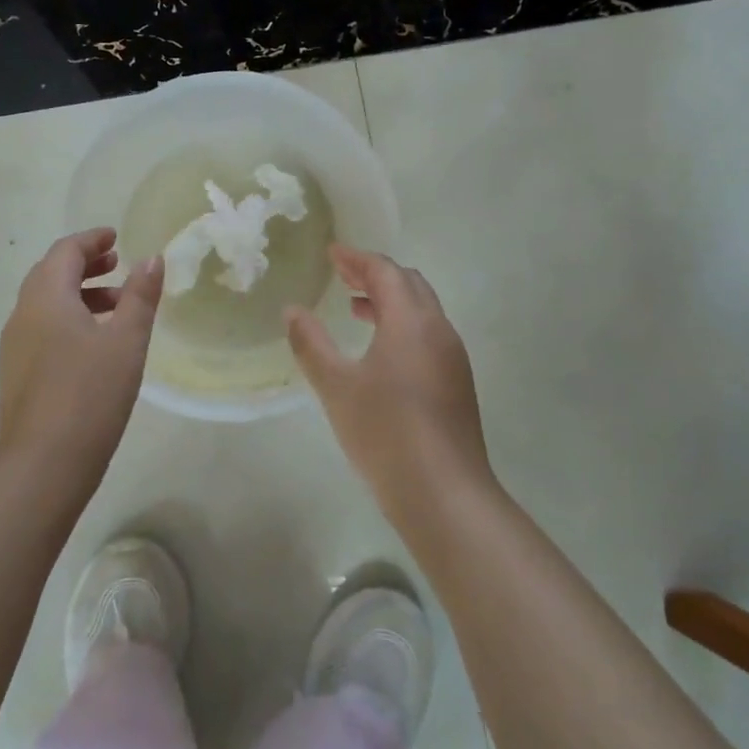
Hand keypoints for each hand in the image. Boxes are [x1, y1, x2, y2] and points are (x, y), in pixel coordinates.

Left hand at [0, 228, 163, 488]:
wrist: (42, 466)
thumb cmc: (89, 394)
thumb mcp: (127, 341)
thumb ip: (141, 295)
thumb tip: (152, 258)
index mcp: (45, 297)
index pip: (65, 251)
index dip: (92, 240)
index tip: (116, 237)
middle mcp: (23, 314)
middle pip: (51, 273)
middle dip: (85, 264)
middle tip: (118, 264)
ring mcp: (15, 347)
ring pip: (46, 303)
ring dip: (79, 293)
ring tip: (117, 305)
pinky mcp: (17, 374)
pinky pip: (42, 328)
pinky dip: (68, 318)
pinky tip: (95, 343)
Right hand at [285, 246, 492, 523]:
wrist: (445, 495)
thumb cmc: (386, 433)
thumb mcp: (336, 386)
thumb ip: (311, 344)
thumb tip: (292, 311)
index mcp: (411, 321)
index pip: (386, 271)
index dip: (357, 258)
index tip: (331, 253)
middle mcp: (438, 330)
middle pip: (409, 284)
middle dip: (375, 274)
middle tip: (342, 275)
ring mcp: (453, 357)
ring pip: (422, 310)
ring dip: (390, 300)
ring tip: (356, 308)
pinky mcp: (457, 383)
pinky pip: (429, 334)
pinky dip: (403, 325)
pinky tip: (380, 351)